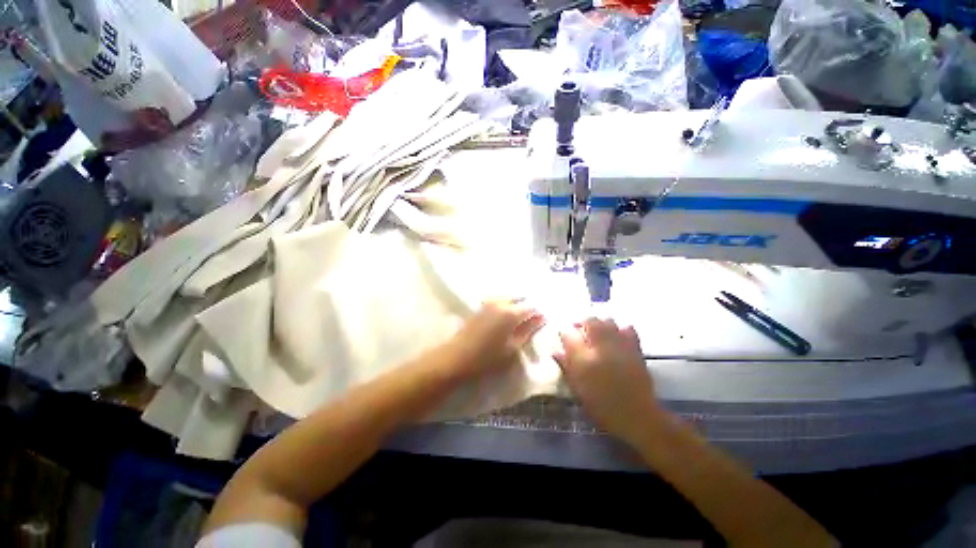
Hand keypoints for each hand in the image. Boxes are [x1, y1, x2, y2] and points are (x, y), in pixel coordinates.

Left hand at [443, 300, 544, 377]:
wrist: (457, 357)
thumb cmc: (487, 357)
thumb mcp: (512, 348)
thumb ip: (528, 331)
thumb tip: (541, 318)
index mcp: (511, 313)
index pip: (531, 307)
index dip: (539, 313)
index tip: (543, 320)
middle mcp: (500, 303)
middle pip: (520, 298)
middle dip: (528, 306)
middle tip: (532, 319)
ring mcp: (489, 303)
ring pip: (509, 297)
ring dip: (517, 304)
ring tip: (520, 318)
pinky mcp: (481, 306)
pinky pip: (499, 300)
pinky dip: (506, 304)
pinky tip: (507, 315)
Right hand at [554, 318, 661, 444]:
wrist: (637, 416)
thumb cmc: (602, 406)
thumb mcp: (577, 388)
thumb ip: (566, 366)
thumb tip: (555, 351)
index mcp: (583, 358)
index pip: (568, 334)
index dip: (564, 333)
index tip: (564, 336)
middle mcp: (600, 347)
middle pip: (589, 320)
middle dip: (582, 322)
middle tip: (579, 331)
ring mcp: (620, 345)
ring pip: (608, 320)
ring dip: (600, 323)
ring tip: (597, 332)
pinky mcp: (635, 349)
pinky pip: (628, 328)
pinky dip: (621, 328)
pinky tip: (617, 336)